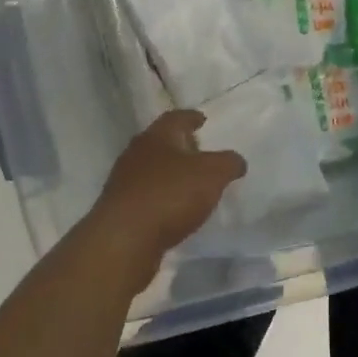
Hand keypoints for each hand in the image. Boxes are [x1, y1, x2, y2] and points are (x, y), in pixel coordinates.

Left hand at [86, 109, 246, 268]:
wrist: (124, 239)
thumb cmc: (170, 195)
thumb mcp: (212, 174)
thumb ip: (228, 163)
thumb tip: (236, 161)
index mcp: (156, 137)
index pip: (175, 118)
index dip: (191, 117)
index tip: (202, 119)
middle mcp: (136, 154)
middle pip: (160, 143)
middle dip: (180, 146)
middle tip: (199, 151)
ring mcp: (124, 182)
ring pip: (151, 170)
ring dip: (170, 173)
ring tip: (190, 183)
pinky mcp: (120, 209)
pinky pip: (146, 195)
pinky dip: (162, 197)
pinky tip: (174, 209)